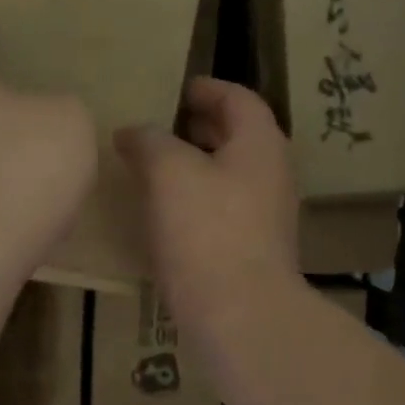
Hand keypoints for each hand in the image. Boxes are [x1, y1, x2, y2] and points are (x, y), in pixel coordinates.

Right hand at [115, 77, 300, 330]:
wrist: (239, 315)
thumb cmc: (207, 232)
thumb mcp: (169, 173)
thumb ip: (149, 142)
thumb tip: (132, 133)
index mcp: (260, 145)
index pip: (238, 99)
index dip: (206, 89)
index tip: (176, 89)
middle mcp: (271, 175)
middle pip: (236, 137)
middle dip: (198, 128)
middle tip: (158, 127)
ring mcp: (265, 217)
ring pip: (228, 176)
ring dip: (194, 167)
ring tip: (152, 169)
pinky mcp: (251, 251)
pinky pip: (222, 211)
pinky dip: (195, 201)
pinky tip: (164, 214)